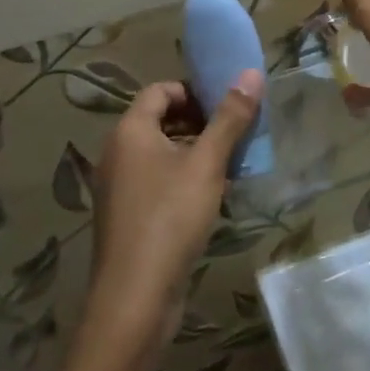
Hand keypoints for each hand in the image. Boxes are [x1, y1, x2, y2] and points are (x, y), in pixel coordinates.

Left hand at [89, 72, 263, 345]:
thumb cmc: (170, 218)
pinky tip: (211, 197)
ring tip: (230, 164)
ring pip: (160, 153)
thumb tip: (252, 73)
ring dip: (194, 152)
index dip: (194, 91)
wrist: (135, 298)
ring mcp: (119, 187)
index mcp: (130, 131)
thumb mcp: (206, 164)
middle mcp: (117, 153)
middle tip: (235, 134)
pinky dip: (182, 178)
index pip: (160, 90)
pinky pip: (156, 181)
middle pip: (159, 120)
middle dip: (199, 122)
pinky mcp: (127, 215)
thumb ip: (230, 118)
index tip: (228, 106)